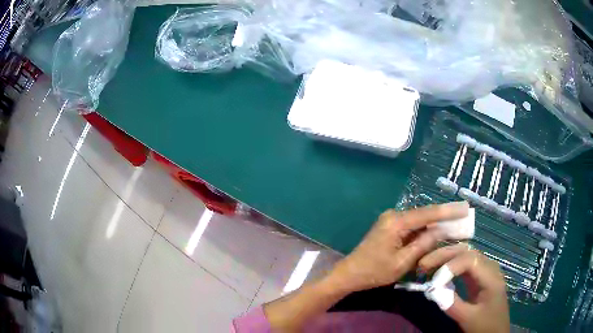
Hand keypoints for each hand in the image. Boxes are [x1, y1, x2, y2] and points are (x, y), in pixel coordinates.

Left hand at [328, 201, 468, 292]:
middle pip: (425, 215)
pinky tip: (437, 233)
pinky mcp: (390, 227)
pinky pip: (412, 226)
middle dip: (445, 217)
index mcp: (397, 222)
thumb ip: (423, 244)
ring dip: (435, 224)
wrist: (349, 274)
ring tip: (455, 225)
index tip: (465, 208)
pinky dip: (425, 230)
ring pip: (419, 220)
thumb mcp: (403, 262)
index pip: (428, 213)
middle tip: (464, 217)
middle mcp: (394, 215)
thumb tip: (441, 230)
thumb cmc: (375, 271)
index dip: (449, 211)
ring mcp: (391, 220)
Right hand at [418, 244, 509, 332]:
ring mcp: (485, 271)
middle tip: (423, 263)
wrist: (496, 331)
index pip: (470, 260)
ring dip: (446, 257)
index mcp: (491, 277)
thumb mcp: (469, 319)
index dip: (450, 266)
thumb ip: (452, 304)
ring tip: (428, 264)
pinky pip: (464, 264)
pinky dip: (450, 265)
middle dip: (444, 255)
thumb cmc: (485, 326)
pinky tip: (439, 271)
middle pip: (467, 251)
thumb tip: (432, 290)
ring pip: (465, 254)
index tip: (433, 282)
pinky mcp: (479, 277)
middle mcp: (490, 268)